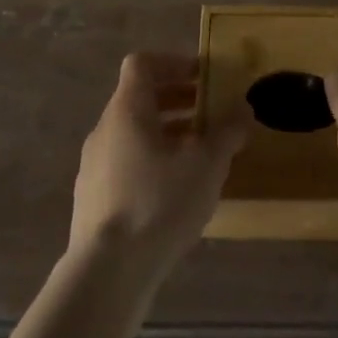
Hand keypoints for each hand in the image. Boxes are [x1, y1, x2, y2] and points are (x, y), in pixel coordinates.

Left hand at [68, 52, 251, 295]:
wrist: (106, 275)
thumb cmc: (158, 203)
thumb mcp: (206, 164)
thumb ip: (227, 131)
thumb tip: (243, 108)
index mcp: (127, 109)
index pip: (142, 64)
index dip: (174, 62)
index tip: (203, 77)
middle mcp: (105, 130)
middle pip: (140, 99)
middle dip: (178, 100)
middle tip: (211, 112)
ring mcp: (94, 167)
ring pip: (134, 135)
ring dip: (168, 134)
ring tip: (202, 154)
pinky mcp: (93, 201)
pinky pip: (126, 166)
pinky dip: (153, 164)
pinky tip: (178, 193)